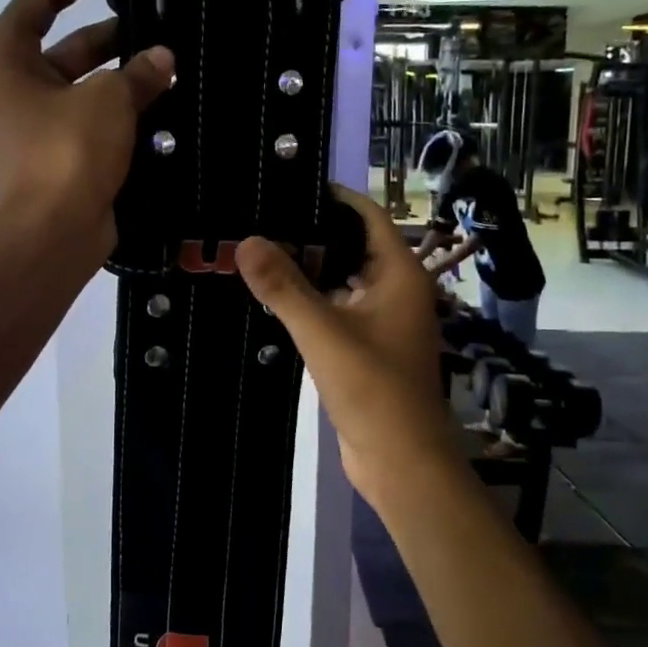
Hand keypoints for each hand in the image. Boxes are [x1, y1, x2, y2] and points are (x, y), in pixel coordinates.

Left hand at [0, 0, 173, 256]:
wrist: (53, 233)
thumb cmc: (67, 152)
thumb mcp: (108, 99)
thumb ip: (138, 71)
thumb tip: (162, 59)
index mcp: (8, 56)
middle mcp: (17, 84)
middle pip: (68, 42)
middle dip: (113, 33)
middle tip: (159, 22)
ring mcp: (39, 122)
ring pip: (86, 83)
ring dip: (124, 74)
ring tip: (171, 63)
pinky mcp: (62, 153)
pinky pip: (95, 118)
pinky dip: (123, 109)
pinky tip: (163, 103)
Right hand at [236, 188, 456, 505]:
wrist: (401, 461)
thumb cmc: (373, 389)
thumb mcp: (323, 332)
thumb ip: (284, 287)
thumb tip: (246, 241)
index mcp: (399, 274)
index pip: (367, 216)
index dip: (332, 197)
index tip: (286, 185)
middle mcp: (394, 290)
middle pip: (351, 246)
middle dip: (310, 233)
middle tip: (258, 219)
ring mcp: (381, 321)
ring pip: (340, 281)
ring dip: (306, 270)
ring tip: (257, 252)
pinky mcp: (365, 347)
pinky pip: (335, 310)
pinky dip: (308, 301)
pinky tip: (272, 298)